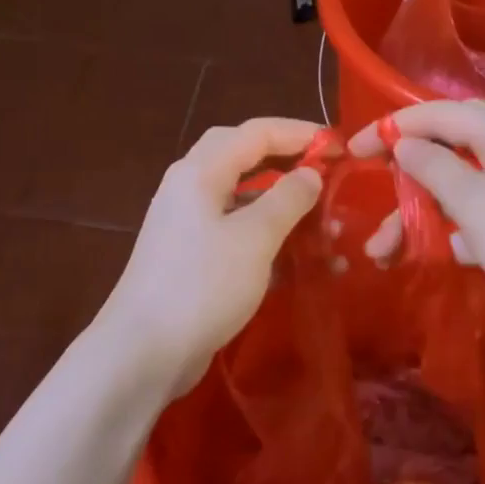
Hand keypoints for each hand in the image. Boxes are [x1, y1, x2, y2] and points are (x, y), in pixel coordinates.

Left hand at [96, 117, 324, 398]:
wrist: (144, 351)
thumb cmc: (202, 285)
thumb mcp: (254, 238)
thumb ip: (287, 199)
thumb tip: (310, 174)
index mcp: (200, 172)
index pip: (256, 132)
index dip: (300, 133)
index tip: (340, 148)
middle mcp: (190, 187)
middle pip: (243, 155)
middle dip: (287, 159)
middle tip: (324, 171)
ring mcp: (188, 223)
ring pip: (242, 197)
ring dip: (282, 204)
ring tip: (324, 223)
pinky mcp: (192, 257)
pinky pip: (236, 231)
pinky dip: (268, 237)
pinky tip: (300, 259)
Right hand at [349, 100, 484, 347]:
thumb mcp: (473, 202)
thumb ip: (433, 167)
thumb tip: (405, 143)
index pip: (440, 114)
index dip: (394, 126)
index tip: (355, 149)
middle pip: (449, 146)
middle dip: (406, 169)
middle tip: (372, 182)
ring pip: (458, 187)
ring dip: (419, 212)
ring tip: (384, 250)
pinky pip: (477, 215)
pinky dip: (450, 229)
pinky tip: (432, 253)